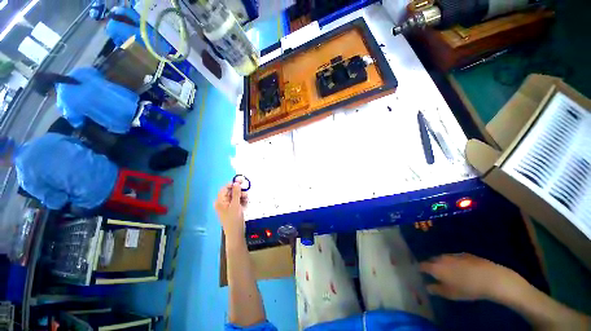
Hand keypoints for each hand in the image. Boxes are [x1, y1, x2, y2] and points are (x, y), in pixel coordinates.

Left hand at [214, 181, 248, 237]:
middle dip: (239, 192)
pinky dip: (241, 201)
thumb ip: (236, 193)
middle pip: (230, 192)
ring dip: (241, 196)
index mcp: (220, 201)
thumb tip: (236, 183)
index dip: (233, 184)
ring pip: (235, 197)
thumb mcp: (236, 205)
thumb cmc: (234, 219)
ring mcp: (227, 206)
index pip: (225, 188)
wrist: (236, 234)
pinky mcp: (232, 210)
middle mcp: (222, 202)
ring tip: (246, 200)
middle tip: (245, 194)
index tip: (242, 182)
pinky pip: (236, 202)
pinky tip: (245, 204)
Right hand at [420, 253, 523, 300]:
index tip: (420, 272)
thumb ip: (437, 290)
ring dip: (443, 263)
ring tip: (448, 272)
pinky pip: (454, 257)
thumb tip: (428, 287)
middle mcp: (442, 258)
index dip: (420, 268)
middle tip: (435, 273)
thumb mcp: (451, 294)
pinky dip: (453, 262)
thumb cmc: (468, 288)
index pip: (423, 265)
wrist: (491, 278)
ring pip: (443, 258)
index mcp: (436, 267)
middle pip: (432, 260)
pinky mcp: (464, 254)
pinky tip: (461, 269)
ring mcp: (453, 255)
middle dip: (431, 265)